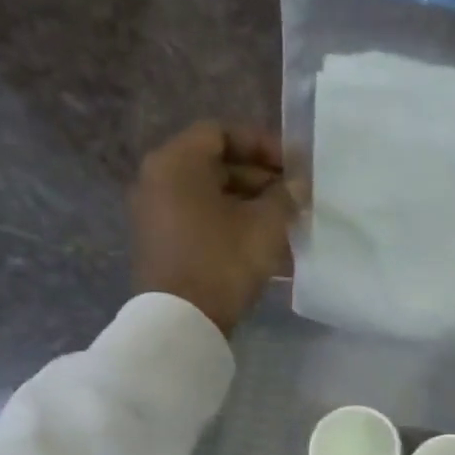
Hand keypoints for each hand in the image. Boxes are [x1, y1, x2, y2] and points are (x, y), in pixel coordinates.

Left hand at [131, 120, 296, 336]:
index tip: (292, 166)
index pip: (222, 133)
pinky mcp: (162, 243)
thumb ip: (286, 197)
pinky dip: (232, 224)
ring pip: (211, 196)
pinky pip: (202, 220)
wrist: (181, 321)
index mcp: (177, 163)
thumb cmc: (223, 261)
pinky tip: (265, 244)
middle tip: (294, 196)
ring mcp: (156, 213)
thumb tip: (298, 185)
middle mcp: (159, 180)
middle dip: (259, 178)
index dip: (261, 144)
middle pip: (215, 165)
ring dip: (250, 204)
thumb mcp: (265, 226)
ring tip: (286, 223)